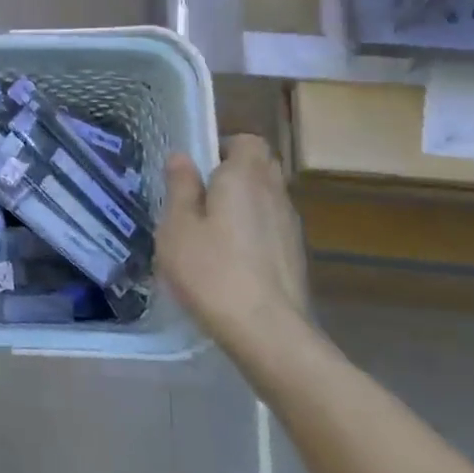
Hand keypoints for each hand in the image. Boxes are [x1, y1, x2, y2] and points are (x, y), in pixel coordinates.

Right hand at [156, 135, 309, 352]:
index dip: (224, 147)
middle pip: (261, 167)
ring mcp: (290, 226)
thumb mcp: (177, 227)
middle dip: (235, 172)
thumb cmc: (211, 271)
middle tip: (202, 196)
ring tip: (212, 230)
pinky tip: (231, 258)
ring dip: (244, 204)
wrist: (267, 331)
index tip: (199, 168)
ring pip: (268, 198)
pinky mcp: (295, 256)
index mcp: (244, 178)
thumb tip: (181, 156)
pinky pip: (272, 227)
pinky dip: (254, 231)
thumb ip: (180, 187)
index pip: (248, 141)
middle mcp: (274, 194)